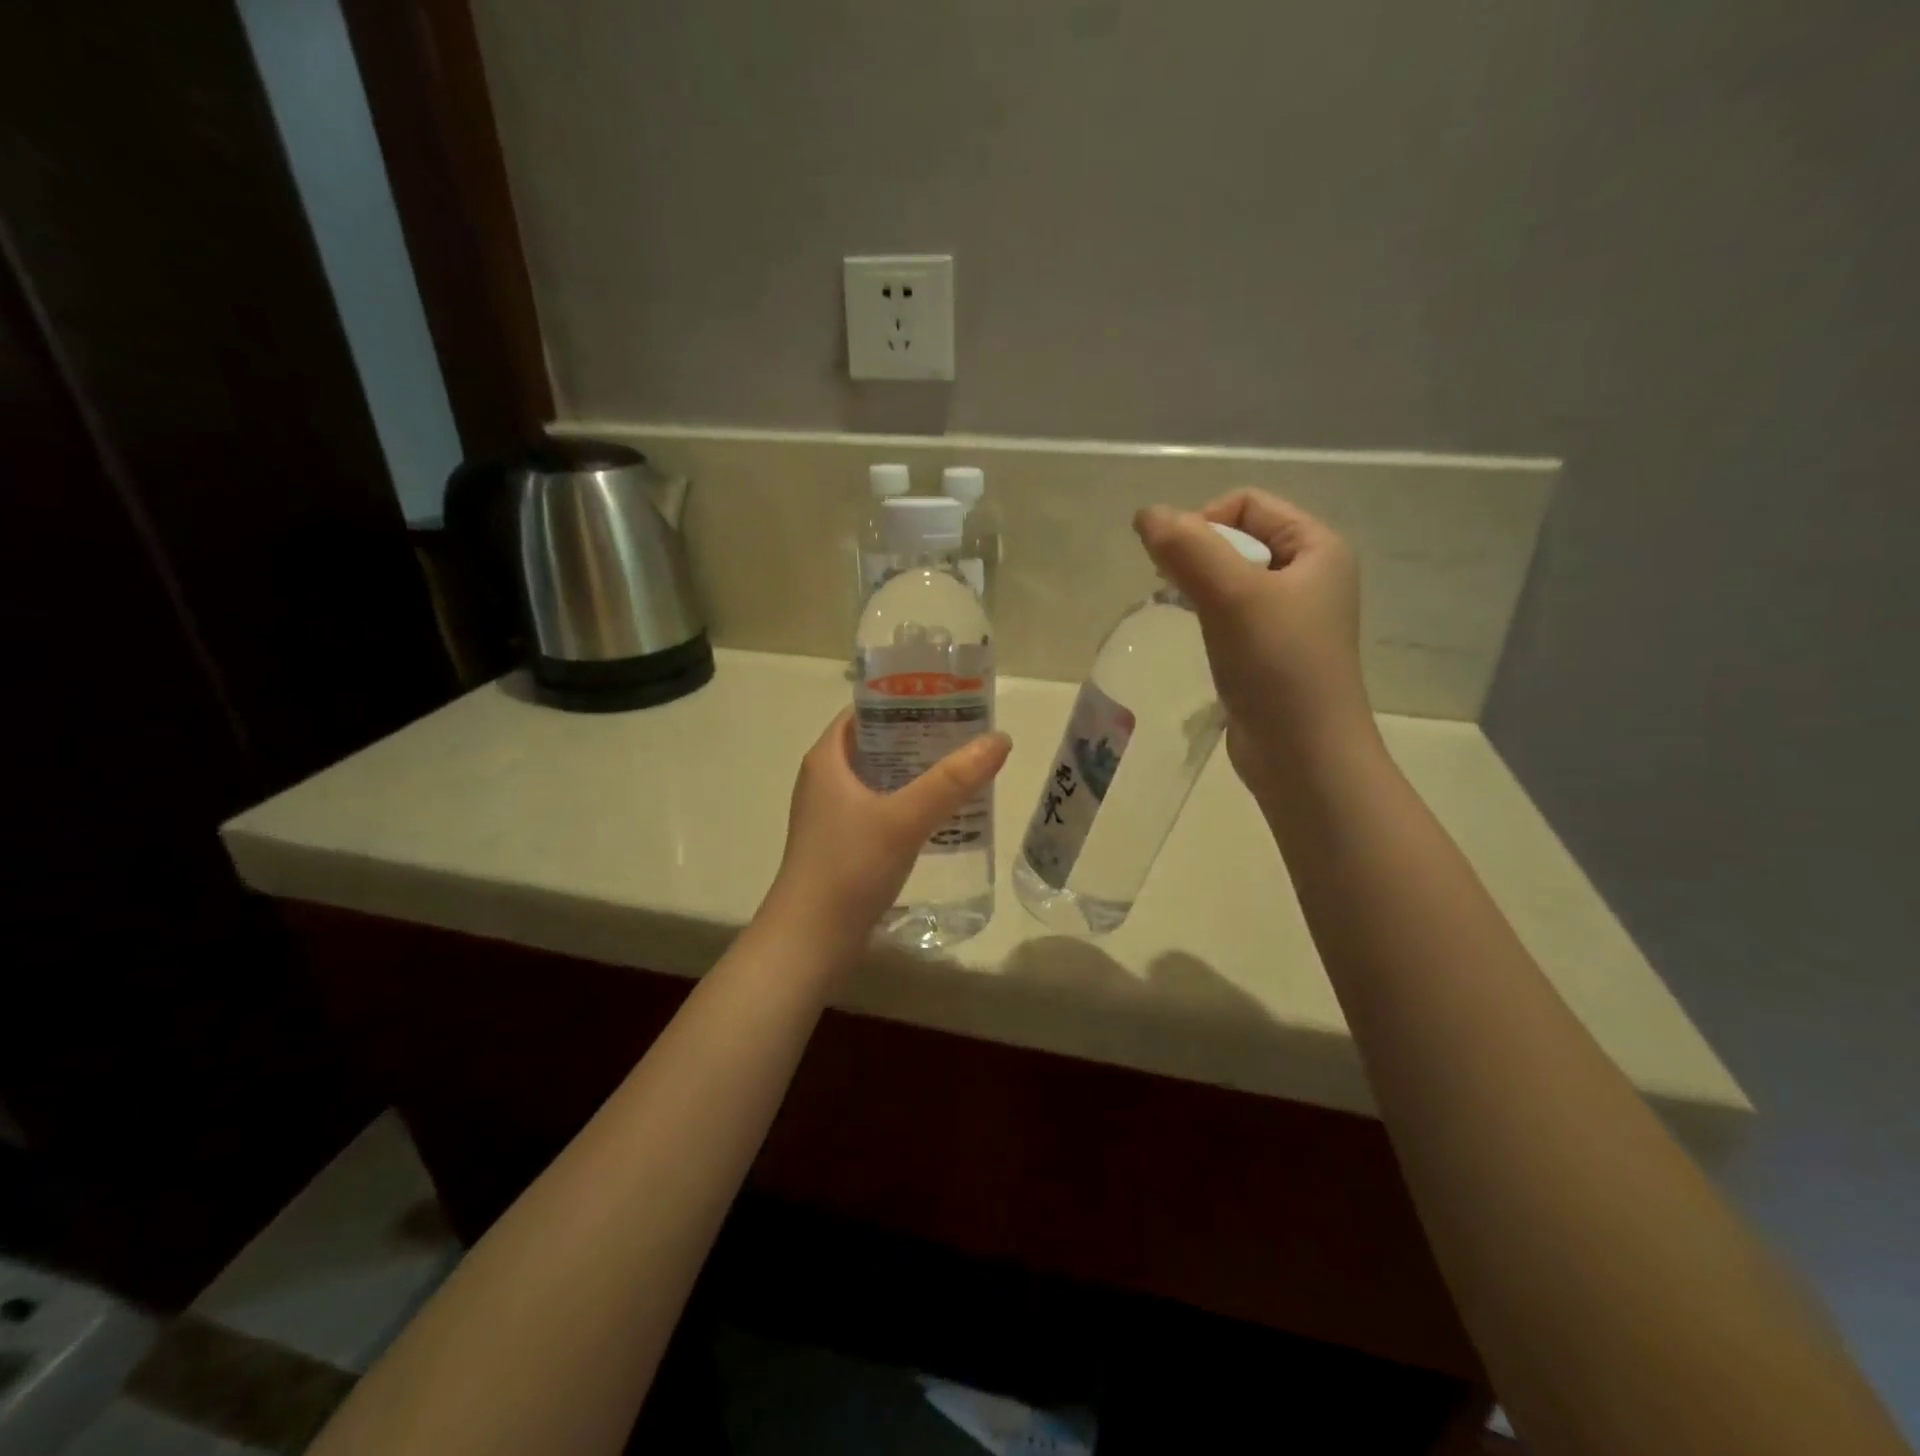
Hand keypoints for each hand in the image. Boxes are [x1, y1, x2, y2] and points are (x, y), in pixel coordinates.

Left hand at [763, 709, 1011, 953]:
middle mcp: (825, 779)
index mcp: (827, 758)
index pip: (866, 709)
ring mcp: (831, 814)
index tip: (949, 698)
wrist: (810, 942)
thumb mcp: (904, 818)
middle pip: (878, 742)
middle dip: (920, 736)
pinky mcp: (842, 844)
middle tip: (967, 733)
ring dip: (917, 772)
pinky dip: (909, 803)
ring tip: (963, 768)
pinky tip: (942, 814)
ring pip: (880, 778)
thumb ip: (952, 780)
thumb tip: (999, 739)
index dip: (905, 699)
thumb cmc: (849, 868)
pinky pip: (880, 809)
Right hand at [1134, 491, 1371, 791]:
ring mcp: (1291, 617)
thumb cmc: (1278, 666)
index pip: (1249, 503)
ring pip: (1232, 579)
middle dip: (1198, 554)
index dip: (1205, 521)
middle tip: (1172, 589)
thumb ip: (1188, 549)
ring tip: (1183, 615)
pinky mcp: (1271, 652)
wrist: (1303, 755)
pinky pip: (1232, 615)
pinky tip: (1196, 639)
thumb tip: (1145, 514)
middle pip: (1239, 538)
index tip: (1178, 564)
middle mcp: (1310, 575)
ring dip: (1199, 587)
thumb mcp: (1233, 596)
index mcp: (1318, 547)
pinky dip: (1207, 617)